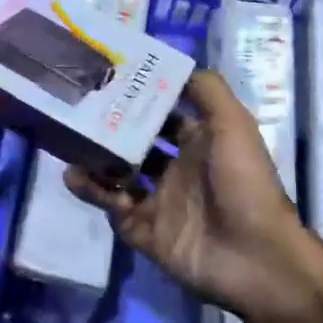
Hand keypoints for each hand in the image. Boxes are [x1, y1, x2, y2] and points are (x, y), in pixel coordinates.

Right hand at [66, 69, 322, 322]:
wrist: (255, 257)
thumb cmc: (244, 183)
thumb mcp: (234, 125)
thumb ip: (207, 92)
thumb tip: (175, 66)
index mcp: (198, 144)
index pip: (162, 116)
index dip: (140, 99)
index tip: (107, 79)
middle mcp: (176, 170)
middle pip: (134, 144)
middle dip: (109, 128)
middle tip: (77, 109)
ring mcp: (158, 202)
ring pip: (117, 175)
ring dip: (94, 160)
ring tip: (68, 142)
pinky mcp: (143, 231)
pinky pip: (110, 208)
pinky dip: (93, 192)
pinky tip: (74, 177)